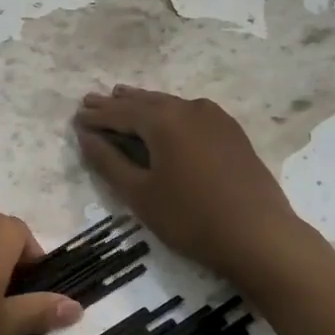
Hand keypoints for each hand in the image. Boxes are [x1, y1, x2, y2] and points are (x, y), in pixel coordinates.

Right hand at [74, 86, 301, 277]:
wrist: (258, 235)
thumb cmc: (190, 217)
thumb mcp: (139, 194)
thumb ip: (108, 162)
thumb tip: (85, 136)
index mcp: (163, 120)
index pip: (120, 112)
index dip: (96, 116)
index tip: (76, 117)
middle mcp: (189, 108)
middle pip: (145, 102)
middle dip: (117, 103)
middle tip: (92, 101)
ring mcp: (215, 118)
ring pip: (170, 104)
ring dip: (143, 104)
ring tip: (122, 99)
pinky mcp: (232, 132)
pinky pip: (190, 113)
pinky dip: (169, 113)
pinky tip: (166, 119)